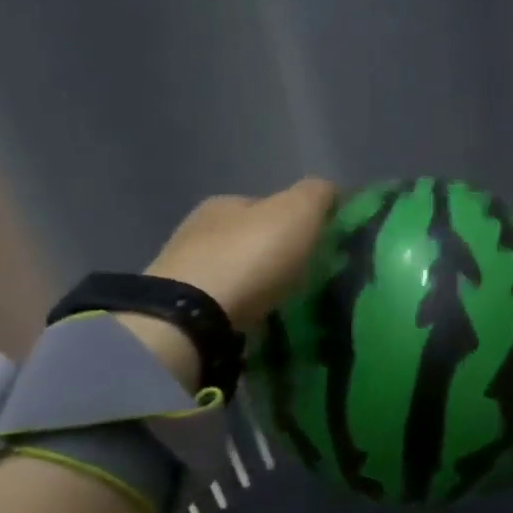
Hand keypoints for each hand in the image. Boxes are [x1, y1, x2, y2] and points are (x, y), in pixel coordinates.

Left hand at [120, 178, 335, 386]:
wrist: (192, 318)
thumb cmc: (251, 256)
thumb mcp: (298, 211)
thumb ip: (317, 194)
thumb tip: (331, 191)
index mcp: (226, 203)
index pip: (268, 205)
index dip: (297, 222)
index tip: (320, 245)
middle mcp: (199, 231)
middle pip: (251, 239)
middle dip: (277, 255)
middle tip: (307, 277)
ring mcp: (185, 273)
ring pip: (237, 273)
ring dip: (259, 285)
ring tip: (286, 304)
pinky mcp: (181, 311)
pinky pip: (224, 305)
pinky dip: (243, 310)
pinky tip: (259, 322)